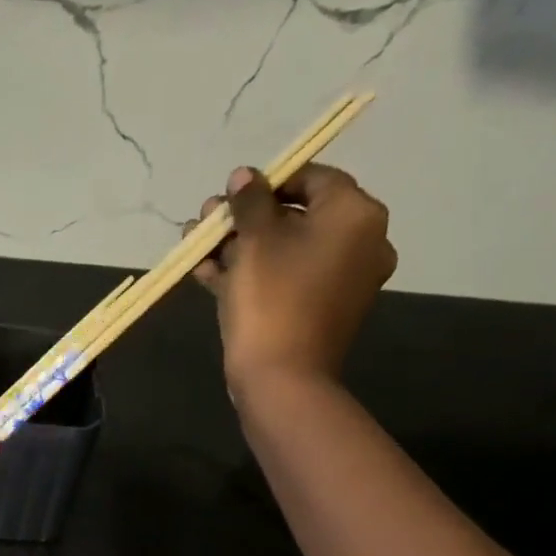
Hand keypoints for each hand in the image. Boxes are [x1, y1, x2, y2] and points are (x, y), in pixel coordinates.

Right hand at [188, 162, 396, 395]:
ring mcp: (340, 281)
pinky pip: (284, 279)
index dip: (266, 183)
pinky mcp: (317, 310)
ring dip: (239, 246)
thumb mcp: (254, 241)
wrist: (281, 380)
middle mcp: (359, 243)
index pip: (312, 179)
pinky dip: (250, 274)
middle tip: (206, 220)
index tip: (230, 197)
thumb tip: (243, 175)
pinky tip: (206, 272)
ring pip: (284, 251)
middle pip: (295, 216)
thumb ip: (249, 202)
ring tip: (196, 246)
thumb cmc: (272, 300)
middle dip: (245, 218)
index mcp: (356, 215)